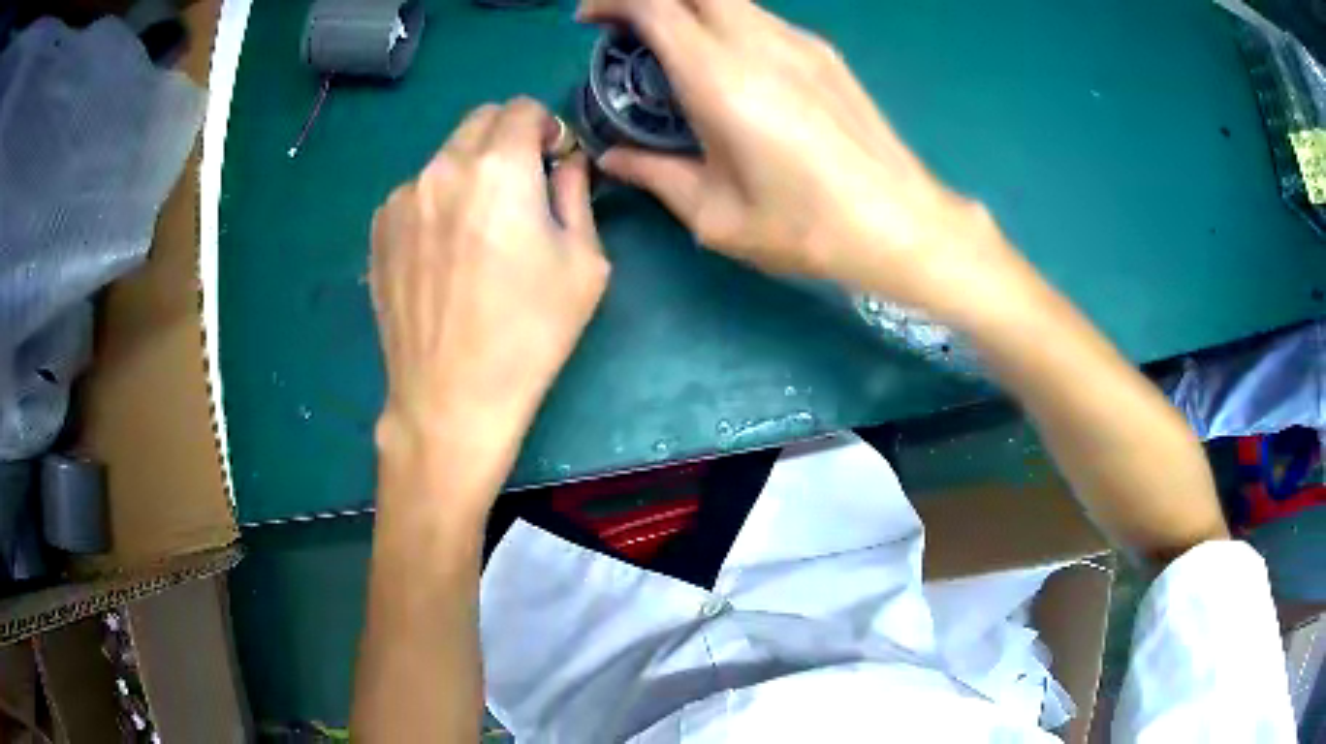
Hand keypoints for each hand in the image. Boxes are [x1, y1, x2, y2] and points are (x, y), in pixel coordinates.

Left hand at [370, 98, 608, 484]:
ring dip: (472, 170)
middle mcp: (442, 167)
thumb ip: (576, 193)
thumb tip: (566, 161)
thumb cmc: (530, 332)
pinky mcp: (379, 228)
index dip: (546, 127)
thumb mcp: (583, 262)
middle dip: (509, 138)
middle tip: (523, 186)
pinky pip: (418, 191)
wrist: (451, 396)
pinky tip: (446, 251)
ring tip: (481, 227)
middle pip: (480, 121)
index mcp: (498, 167)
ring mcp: (402, 198)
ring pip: (446, 156)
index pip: (523, 109)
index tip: (554, 160)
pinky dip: (439, 200)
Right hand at [579, 0, 1018, 319]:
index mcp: (721, 78)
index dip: (613, 1)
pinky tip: (730, 67)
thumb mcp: (716, 215)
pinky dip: (728, 24)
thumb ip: (655, 175)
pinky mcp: (826, 54)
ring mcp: (800, 43)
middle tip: (627, 29)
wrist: (901, 224)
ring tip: (675, 52)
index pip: (656, 5)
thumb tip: (612, 158)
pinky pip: (762, 19)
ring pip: (731, 0)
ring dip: (691, 10)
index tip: (590, 21)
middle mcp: (759, 43)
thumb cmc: (805, 227)